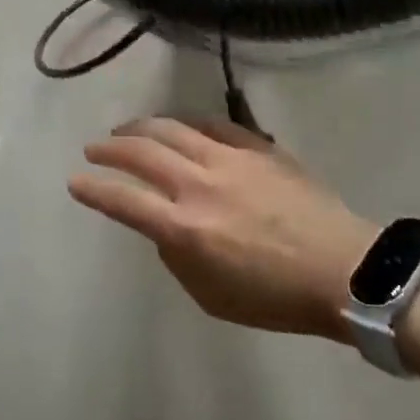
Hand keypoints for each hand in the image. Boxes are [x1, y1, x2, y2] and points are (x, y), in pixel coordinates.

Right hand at [69, 117, 377, 340]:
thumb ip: (177, 258)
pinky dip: (189, 123)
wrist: (343, 269)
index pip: (125, 200)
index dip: (93, 189)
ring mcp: (230, 160)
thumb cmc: (275, 296)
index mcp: (185, 228)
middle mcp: (200, 185)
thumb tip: (164, 227)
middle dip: (110, 149)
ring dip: (143, 127)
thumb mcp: (211, 296)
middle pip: (142, 153)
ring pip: (174, 129)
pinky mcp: (258, 148)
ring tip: (127, 130)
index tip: (75, 181)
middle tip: (95, 148)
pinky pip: (215, 124)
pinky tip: (180, 125)